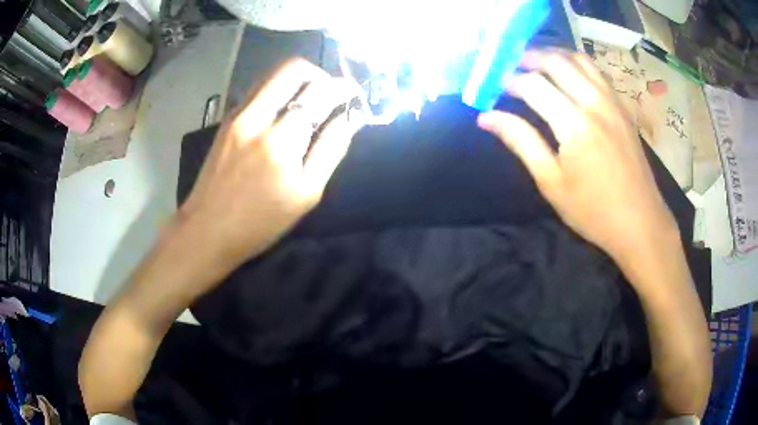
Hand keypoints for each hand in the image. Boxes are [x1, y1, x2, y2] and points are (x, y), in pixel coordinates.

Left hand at [178, 58, 363, 269]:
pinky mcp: (227, 119)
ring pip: (273, 75)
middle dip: (320, 74)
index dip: (344, 89)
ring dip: (298, 80)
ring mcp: (237, 114)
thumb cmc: (260, 222)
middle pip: (293, 68)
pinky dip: (279, 92)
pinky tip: (284, 114)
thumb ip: (331, 150)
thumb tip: (350, 117)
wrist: (206, 230)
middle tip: (331, 95)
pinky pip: (259, 90)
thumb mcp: (306, 194)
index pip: (320, 93)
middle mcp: (257, 116)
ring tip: (310, 103)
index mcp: (281, 140)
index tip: (355, 96)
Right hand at [478, 50, 678, 266]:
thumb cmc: (593, 210)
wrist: (640, 222)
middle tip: (511, 69)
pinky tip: (568, 76)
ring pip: (578, 59)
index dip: (508, 81)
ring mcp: (612, 101)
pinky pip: (597, 71)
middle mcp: (593, 101)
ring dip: (553, 55)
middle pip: (555, 61)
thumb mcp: (551, 182)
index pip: (532, 84)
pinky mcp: (622, 107)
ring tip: (537, 65)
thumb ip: (521, 141)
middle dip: (528, 58)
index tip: (494, 87)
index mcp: (573, 123)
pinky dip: (576, 64)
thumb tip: (486, 118)